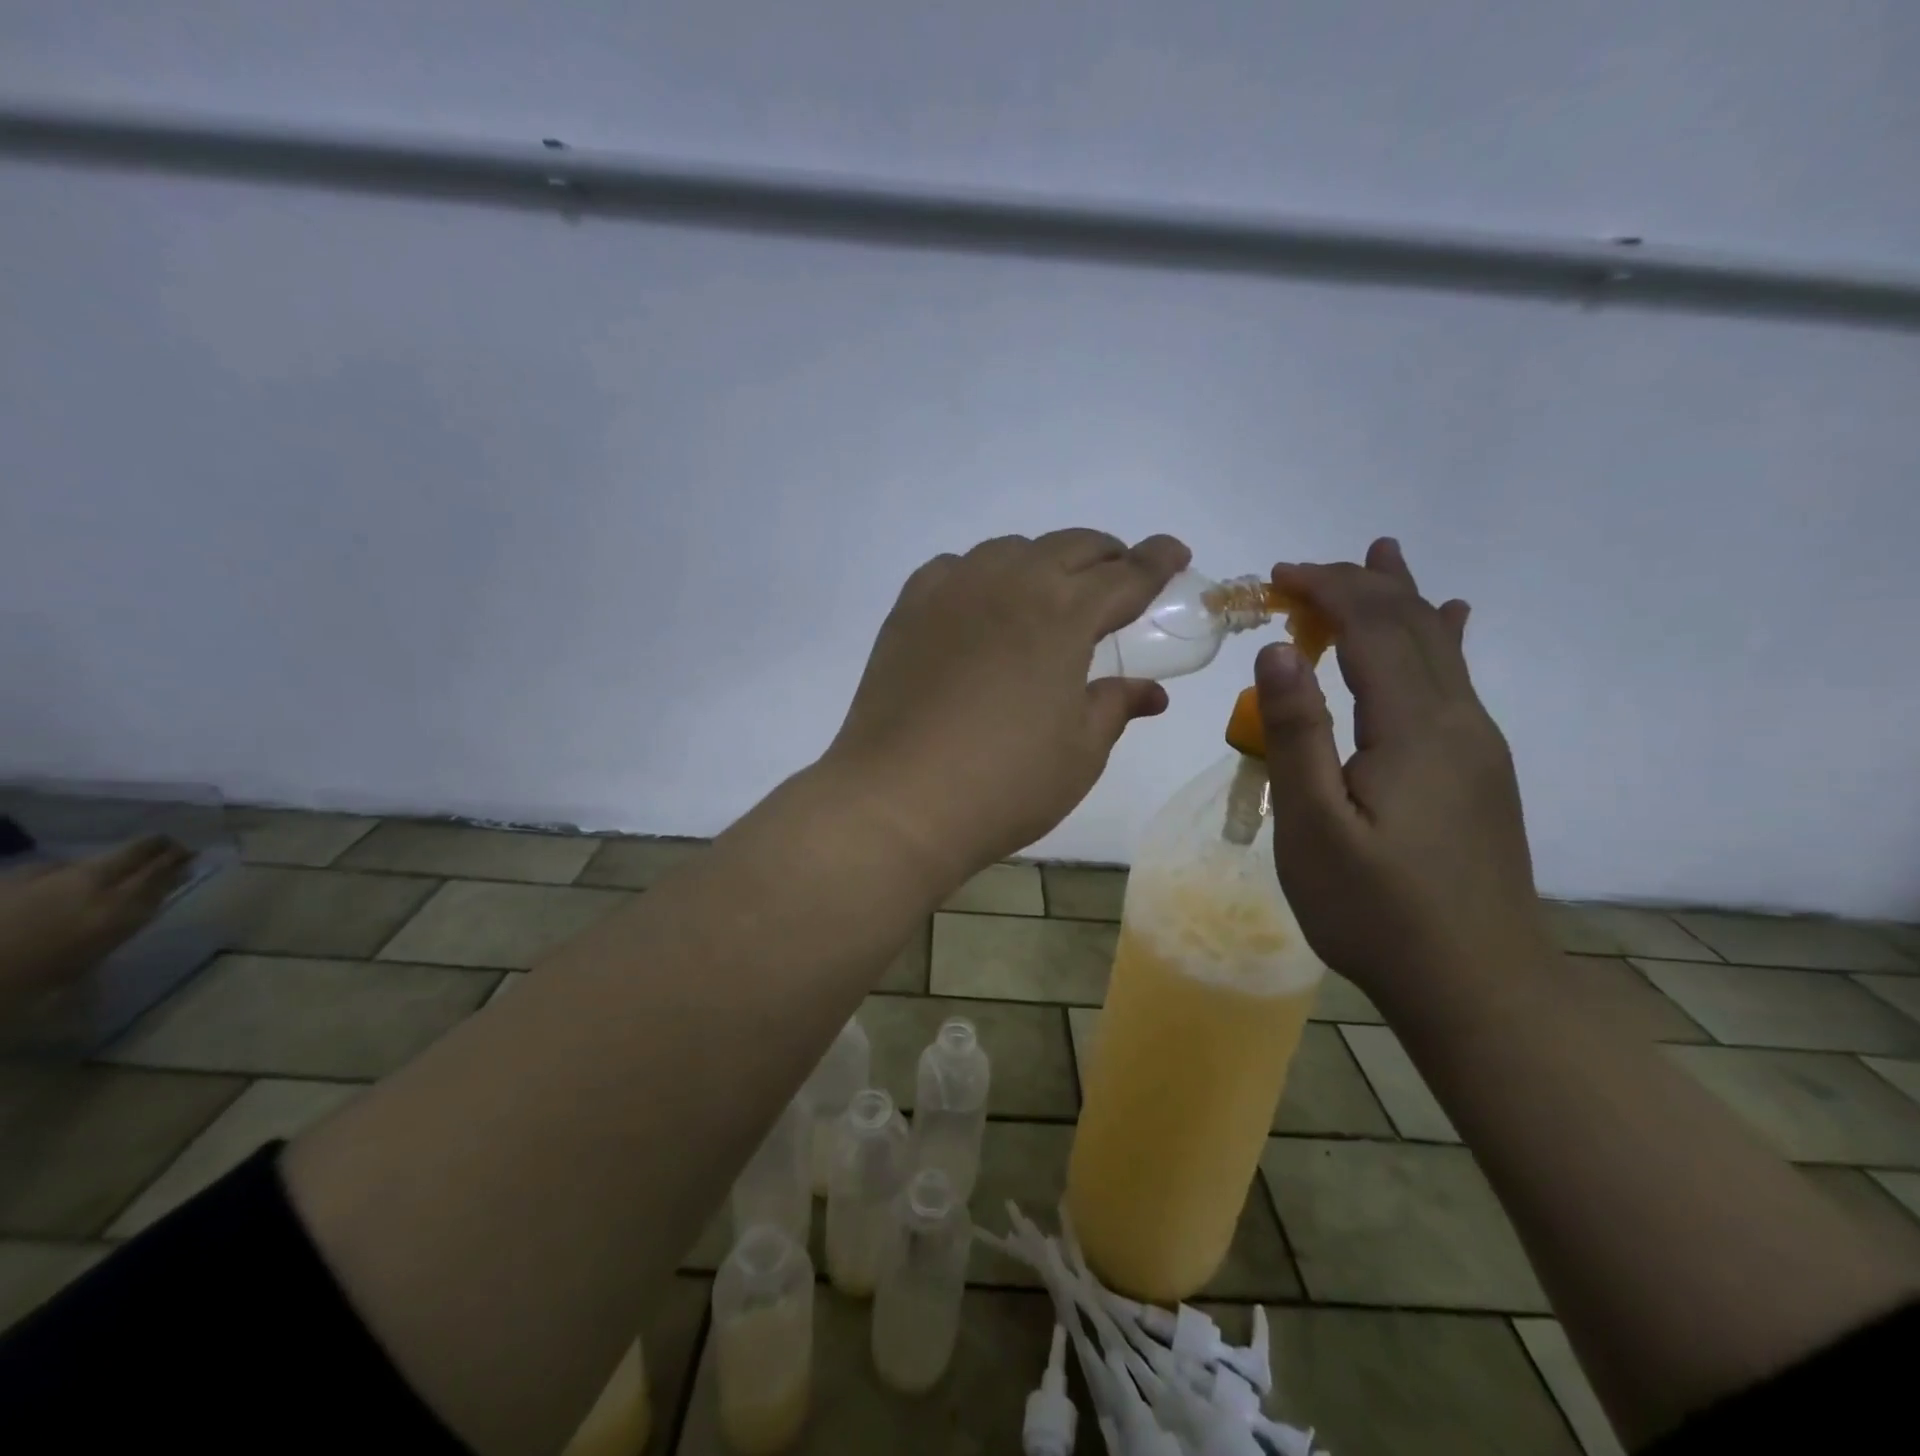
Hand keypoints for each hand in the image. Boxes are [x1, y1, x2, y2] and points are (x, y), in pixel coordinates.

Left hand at [825, 529, 1189, 880]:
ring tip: (1051, 593)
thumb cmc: (1005, 783)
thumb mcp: (1080, 752)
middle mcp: (1010, 584)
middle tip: (1119, 578)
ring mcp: (952, 591)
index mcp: (1064, 615)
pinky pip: (954, 569)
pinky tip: (982, 604)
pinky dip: (982, 575)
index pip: (1126, 575)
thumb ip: (1115, 707)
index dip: (1157, 562)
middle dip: (1106, 556)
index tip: (1175, 553)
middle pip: (1071, 547)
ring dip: (1044, 561)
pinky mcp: (908, 610)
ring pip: (1010, 550)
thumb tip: (1151, 692)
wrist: (899, 801)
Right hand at [1253, 539, 1549, 1008]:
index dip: (1327, 590)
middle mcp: (1458, 720)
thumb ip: (1297, 733)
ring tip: (1384, 555)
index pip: (1372, 628)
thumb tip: (1277, 650)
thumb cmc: (1377, 911)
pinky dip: (1441, 637)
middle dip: (1359, 585)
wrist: (1477, 985)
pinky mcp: (1479, 771)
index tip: (1276, 577)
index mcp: (1416, 727)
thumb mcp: (1314, 826)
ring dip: (1403, 598)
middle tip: (1304, 570)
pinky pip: (1457, 680)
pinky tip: (1452, 621)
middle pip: (1412, 626)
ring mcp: (1477, 745)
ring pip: (1441, 647)